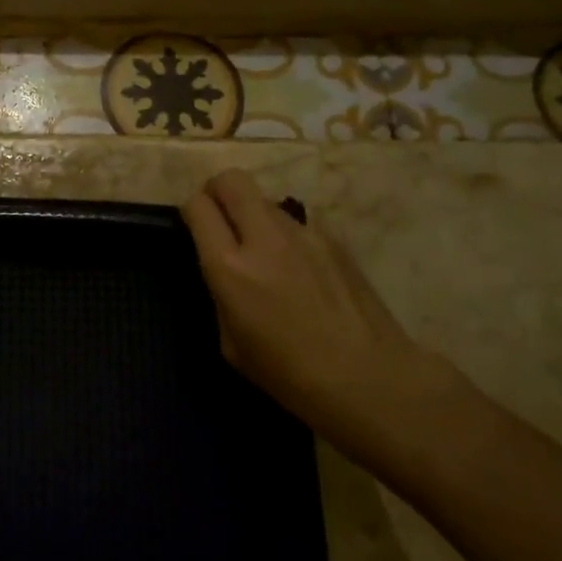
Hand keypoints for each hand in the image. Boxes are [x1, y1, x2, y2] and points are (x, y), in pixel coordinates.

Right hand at [182, 168, 463, 458]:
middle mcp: (264, 238)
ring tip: (264, 254)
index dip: (192, 211)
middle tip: (219, 219)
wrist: (370, 379)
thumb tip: (224, 270)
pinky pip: (297, 224)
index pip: (198, 205)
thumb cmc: (290, 376)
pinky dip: (287, 237)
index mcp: (230, 268)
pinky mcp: (334, 239)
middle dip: (217, 191)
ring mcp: (304, 233)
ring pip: (265, 200)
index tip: (195, 228)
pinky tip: (300, 272)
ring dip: (254, 215)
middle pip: (231, 180)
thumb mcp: (231, 343)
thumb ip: (221, 293)